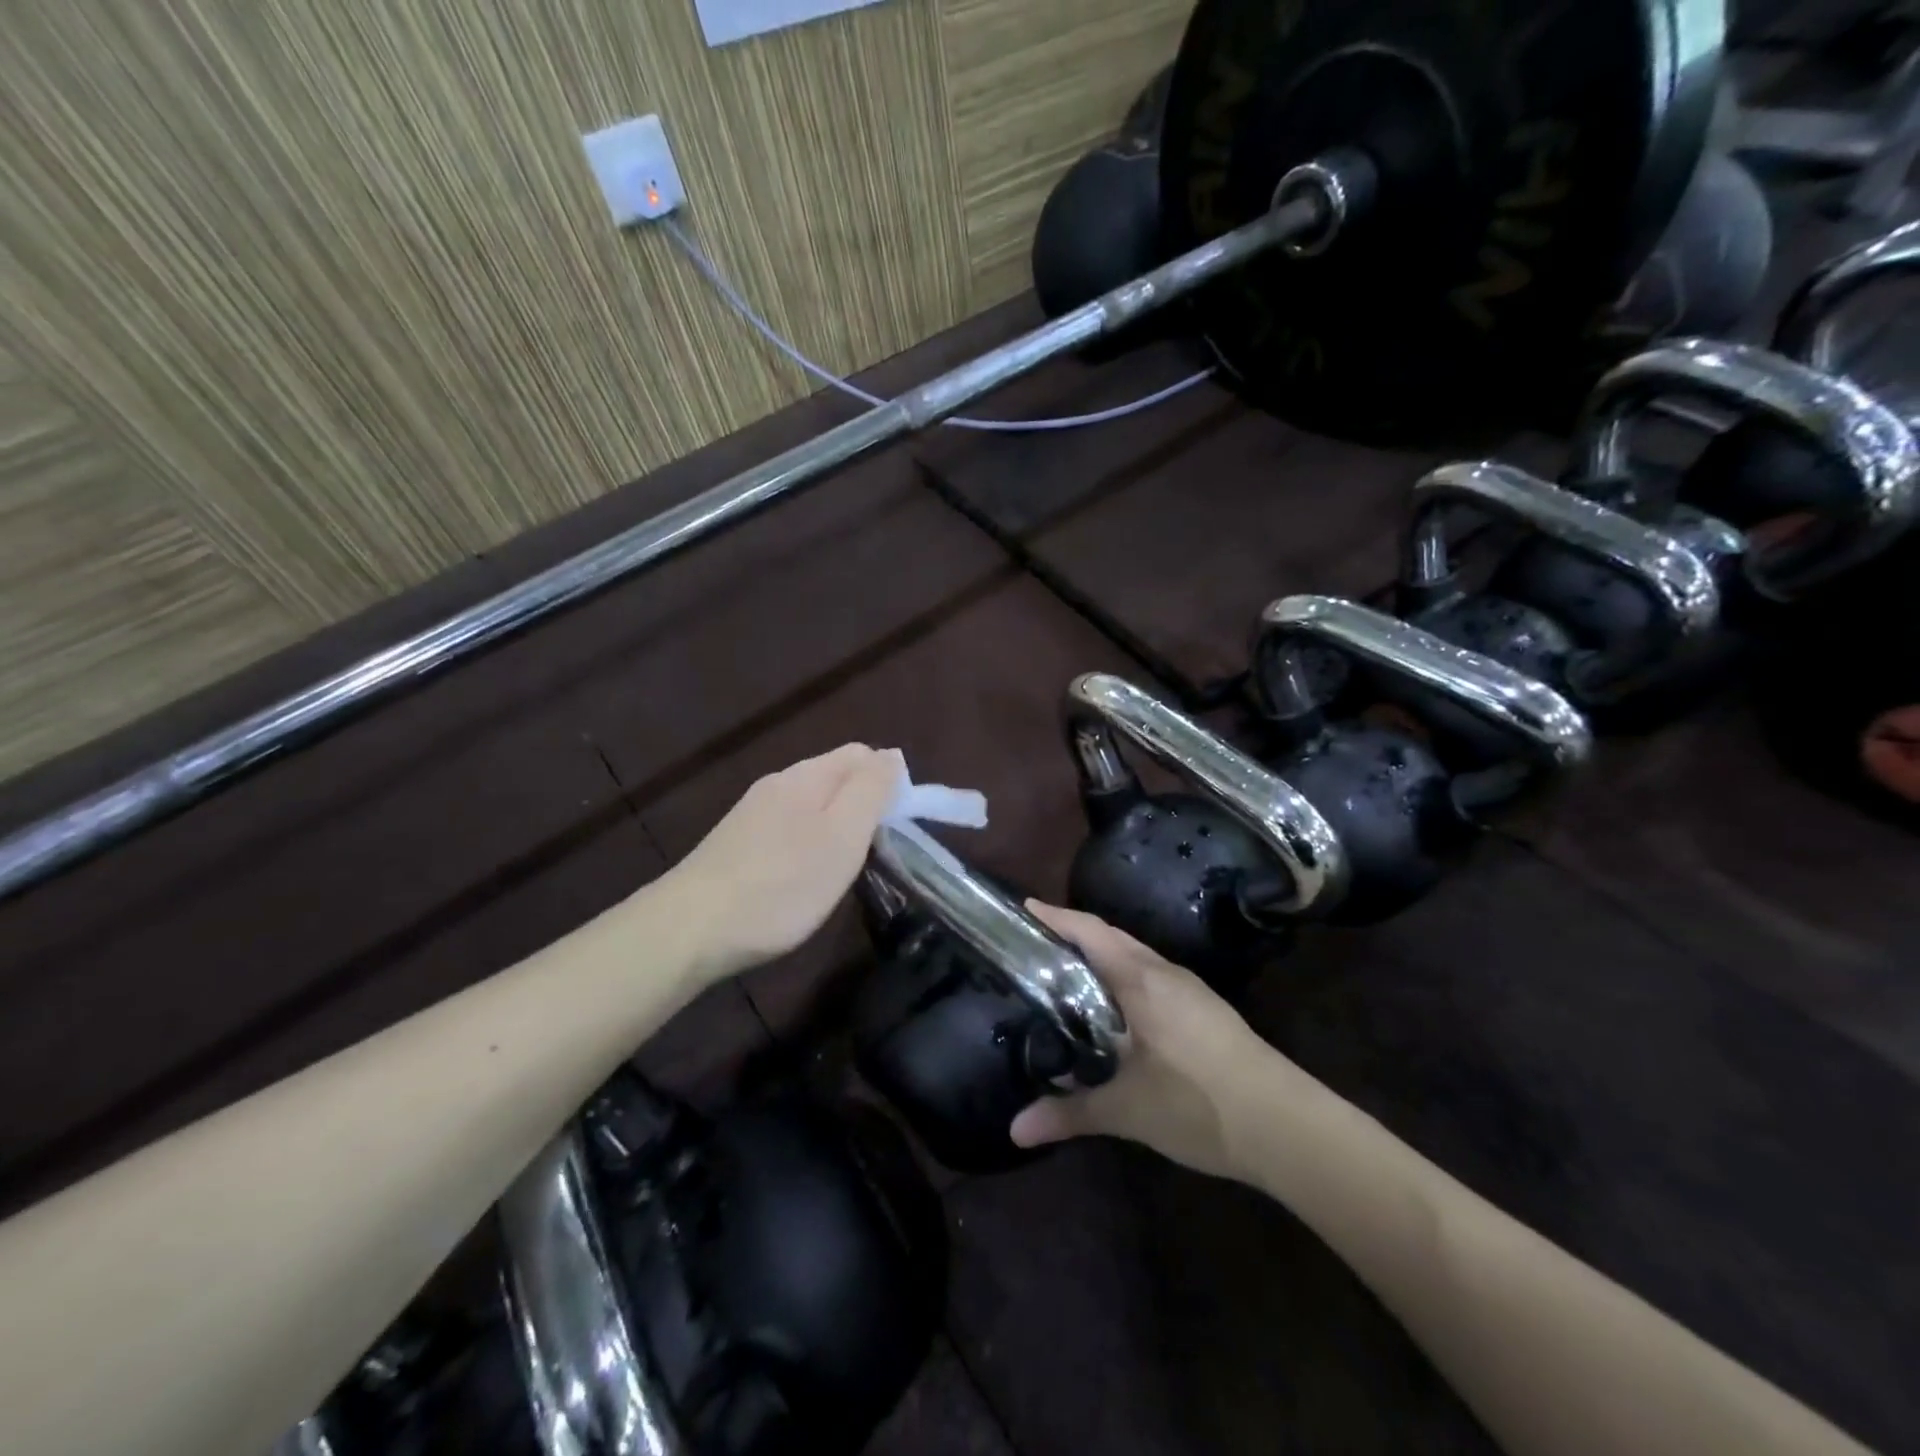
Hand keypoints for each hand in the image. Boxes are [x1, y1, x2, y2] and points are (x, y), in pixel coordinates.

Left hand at [668, 744, 904, 981]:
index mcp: (806, 775)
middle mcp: (778, 784)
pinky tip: (802, 878)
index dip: (888, 781)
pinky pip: (788, 828)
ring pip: (811, 805)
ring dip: (836, 827)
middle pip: (835, 777)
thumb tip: (892, 754)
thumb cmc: (783, 884)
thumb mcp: (843, 835)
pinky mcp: (737, 843)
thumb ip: (871, 790)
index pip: (861, 754)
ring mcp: (752, 813)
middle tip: (872, 852)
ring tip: (841, 869)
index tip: (898, 825)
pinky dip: (808, 845)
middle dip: (862, 805)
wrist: (691, 929)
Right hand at [1010, 902, 1299, 1182]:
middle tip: (1037, 944)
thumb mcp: (1126, 1111)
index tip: (1024, 908)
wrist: (1287, 1127)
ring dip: (1103, 957)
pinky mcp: (1207, 1012)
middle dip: (1076, 934)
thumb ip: (1069, 1113)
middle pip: (1113, 938)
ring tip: (1068, 976)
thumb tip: (1015, 1130)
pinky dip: (1125, 979)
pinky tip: (1116, 1012)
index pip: (1091, 932)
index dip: (1057, 917)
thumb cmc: (1199, 1103)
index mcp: (1142, 980)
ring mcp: (1191, 991)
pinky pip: (1154, 979)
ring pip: (1137, 959)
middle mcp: (1166, 973)